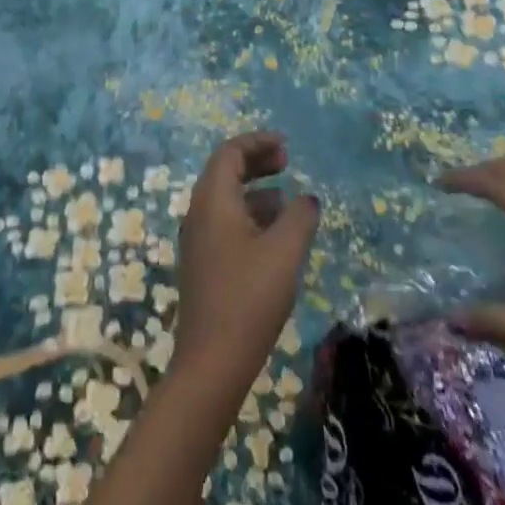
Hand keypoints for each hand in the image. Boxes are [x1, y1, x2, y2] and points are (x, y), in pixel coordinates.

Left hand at [173, 132, 320, 392]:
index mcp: (212, 200)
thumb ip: (299, 217)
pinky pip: (225, 222)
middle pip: (224, 171)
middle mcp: (199, 212)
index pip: (230, 153)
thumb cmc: (249, 298)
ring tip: (288, 200)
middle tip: (287, 163)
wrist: (211, 361)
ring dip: (255, 191)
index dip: (257, 142)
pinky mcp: (203, 264)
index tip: (286, 145)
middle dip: (256, 162)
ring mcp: (198, 239)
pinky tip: (274, 237)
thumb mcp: (284, 252)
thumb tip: (307, 199)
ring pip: (225, 199)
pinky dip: (249, 215)